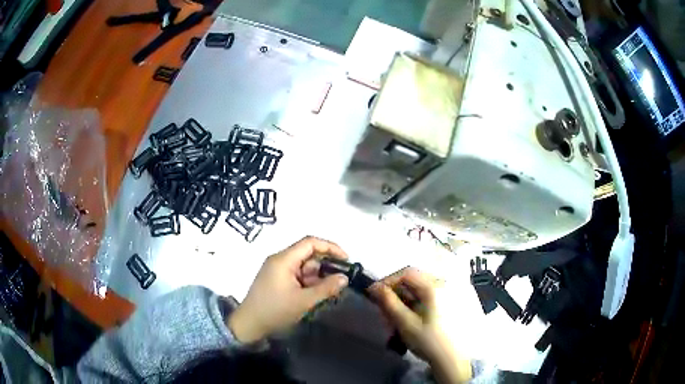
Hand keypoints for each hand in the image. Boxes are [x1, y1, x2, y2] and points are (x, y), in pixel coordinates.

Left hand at [228, 237, 348, 343]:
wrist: (249, 324)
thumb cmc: (275, 311)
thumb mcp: (303, 301)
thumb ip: (326, 288)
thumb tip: (345, 278)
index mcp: (283, 259)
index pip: (310, 242)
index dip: (330, 247)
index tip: (346, 260)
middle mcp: (280, 260)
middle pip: (307, 254)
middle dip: (325, 265)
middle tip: (340, 280)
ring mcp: (277, 270)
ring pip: (303, 266)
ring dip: (317, 276)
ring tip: (329, 291)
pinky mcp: (276, 279)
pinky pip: (297, 275)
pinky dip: (308, 282)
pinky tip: (316, 294)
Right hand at [369, 267, 471, 383]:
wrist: (453, 359)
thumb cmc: (429, 341)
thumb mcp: (405, 323)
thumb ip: (389, 303)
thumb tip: (374, 287)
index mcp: (435, 286)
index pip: (406, 273)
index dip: (388, 281)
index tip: (374, 294)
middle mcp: (445, 284)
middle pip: (414, 279)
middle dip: (396, 291)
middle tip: (384, 307)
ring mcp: (451, 292)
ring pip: (421, 288)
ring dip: (405, 297)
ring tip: (395, 315)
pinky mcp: (453, 302)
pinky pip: (430, 295)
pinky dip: (417, 302)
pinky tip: (410, 317)